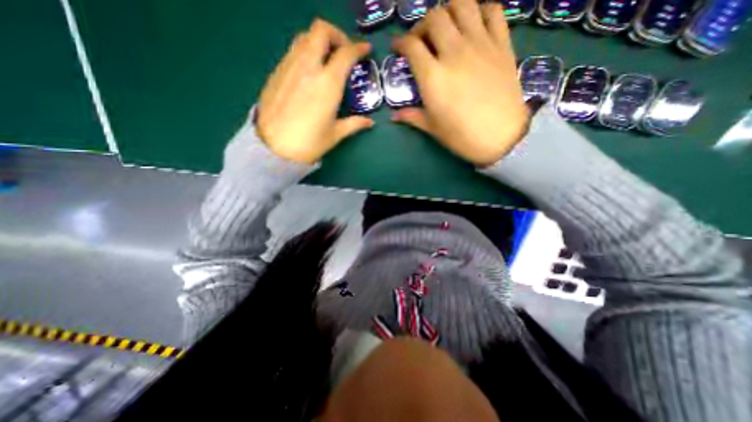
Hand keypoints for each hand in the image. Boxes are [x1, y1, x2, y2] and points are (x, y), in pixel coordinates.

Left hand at [258, 20, 371, 162]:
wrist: (274, 148)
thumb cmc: (309, 143)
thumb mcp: (336, 134)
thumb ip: (354, 124)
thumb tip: (369, 122)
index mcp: (328, 83)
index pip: (346, 53)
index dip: (358, 48)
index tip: (365, 50)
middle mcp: (308, 67)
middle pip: (321, 31)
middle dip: (336, 35)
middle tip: (343, 51)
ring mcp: (289, 66)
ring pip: (304, 37)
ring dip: (319, 42)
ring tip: (326, 60)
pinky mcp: (276, 72)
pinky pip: (293, 52)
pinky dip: (305, 53)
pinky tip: (309, 73)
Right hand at [394, 1, 527, 168]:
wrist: (501, 136)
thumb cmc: (462, 136)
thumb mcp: (432, 128)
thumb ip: (412, 116)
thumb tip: (394, 116)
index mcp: (433, 76)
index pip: (411, 46)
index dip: (400, 43)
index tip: (398, 48)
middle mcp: (454, 52)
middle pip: (434, 17)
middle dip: (422, 25)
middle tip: (422, 40)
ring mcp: (480, 44)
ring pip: (462, 4)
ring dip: (449, 10)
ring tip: (447, 27)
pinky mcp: (501, 44)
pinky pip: (493, 11)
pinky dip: (481, 11)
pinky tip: (475, 25)